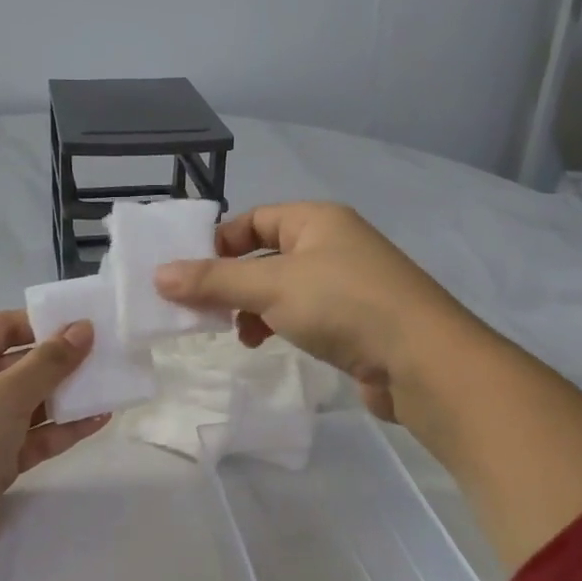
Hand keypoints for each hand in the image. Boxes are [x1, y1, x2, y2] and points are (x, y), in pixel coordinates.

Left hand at [0, 310, 108, 569]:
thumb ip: (49, 361)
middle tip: (109, 355)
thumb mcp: (6, 392)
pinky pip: (34, 435)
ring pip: (31, 402)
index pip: (3, 327)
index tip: (87, 325)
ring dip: (68, 396)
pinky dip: (63, 429)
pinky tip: (99, 420)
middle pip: (20, 364)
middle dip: (63, 362)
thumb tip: (84, 327)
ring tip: (113, 386)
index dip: (44, 323)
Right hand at [154, 202, 469, 423]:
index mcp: (316, 220)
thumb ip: (214, 280)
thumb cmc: (344, 305)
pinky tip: (264, 343)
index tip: (187, 275)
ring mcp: (346, 283)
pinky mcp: (354, 320)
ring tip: (235, 333)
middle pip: (264, 254)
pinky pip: (301, 313)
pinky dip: (276, 324)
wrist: (423, 361)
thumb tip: (158, 274)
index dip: (218, 243)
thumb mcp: (271, 286)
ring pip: (281, 287)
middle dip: (231, 281)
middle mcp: (332, 244)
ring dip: (251, 307)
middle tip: (201, 309)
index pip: (253, 219)